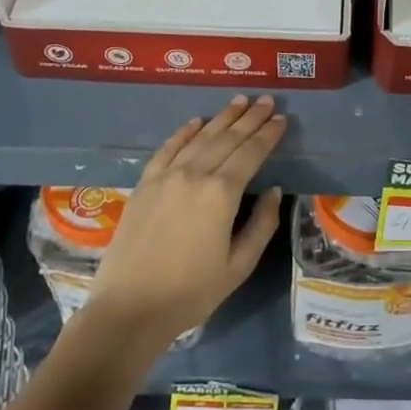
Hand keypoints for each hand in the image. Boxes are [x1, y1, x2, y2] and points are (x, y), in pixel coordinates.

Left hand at [84, 95, 285, 352]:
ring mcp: (166, 176)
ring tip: (239, 101)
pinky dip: (183, 132)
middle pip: (227, 138)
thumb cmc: (191, 293)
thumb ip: (261, 224)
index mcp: (222, 193)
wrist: (129, 309)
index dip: (268, 134)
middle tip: (266, 100)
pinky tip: (195, 122)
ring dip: (221, 118)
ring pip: (199, 137)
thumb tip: (272, 190)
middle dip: (250, 118)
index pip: (251, 153)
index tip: (282, 118)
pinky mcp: (144, 184)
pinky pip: (167, 149)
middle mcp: (195, 174)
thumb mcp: (239, 266)